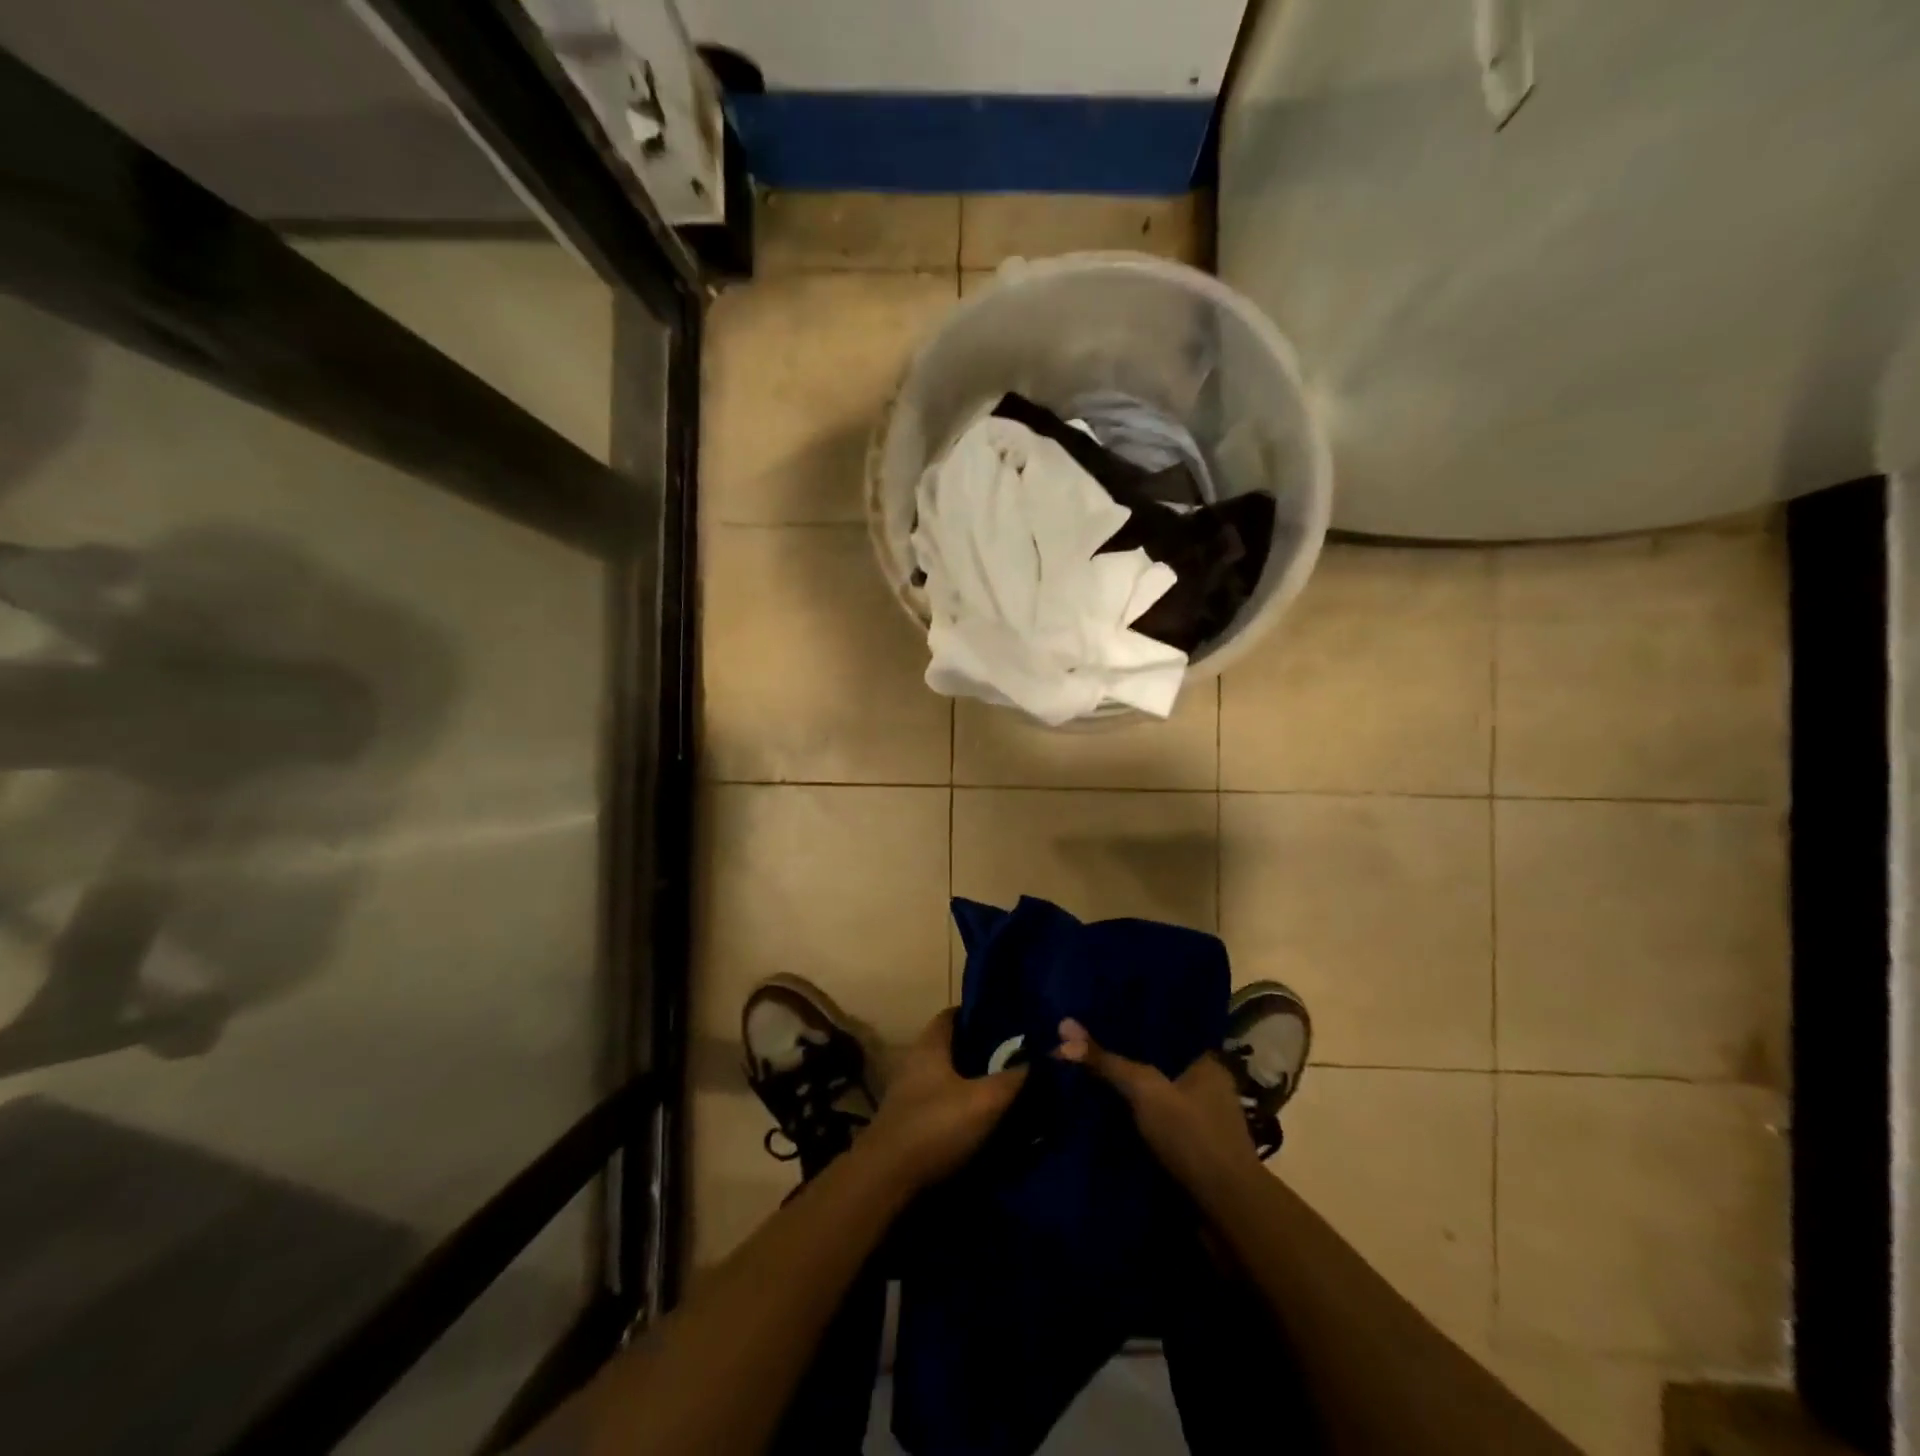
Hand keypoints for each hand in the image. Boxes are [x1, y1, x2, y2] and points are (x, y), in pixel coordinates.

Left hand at [860, 1009, 1026, 1192]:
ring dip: (972, 1080)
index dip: (981, 1015)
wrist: (886, 1179)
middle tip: (1017, 1057)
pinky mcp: (909, 1121)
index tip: (1010, 1023)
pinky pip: (942, 1101)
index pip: (955, 1014)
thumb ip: (1015, 1078)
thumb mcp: (985, 1101)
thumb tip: (1047, 1056)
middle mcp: (916, 1061)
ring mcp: (909, 1092)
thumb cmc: (935, 1126)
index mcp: (930, 1044)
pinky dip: (961, 1104)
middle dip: (983, 1050)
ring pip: (948, 1075)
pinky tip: (983, 1118)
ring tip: (1006, 1088)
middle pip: (953, 1046)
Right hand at [1055, 1017, 1263, 1207]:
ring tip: (1084, 1079)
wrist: (1227, 1214)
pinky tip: (1102, 1118)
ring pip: (1155, 1099)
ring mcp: (1202, 1124)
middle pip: (1157, 1066)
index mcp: (1208, 1063)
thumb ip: (1107, 1061)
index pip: (1166, 1032)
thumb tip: (1064, 1027)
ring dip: (1127, 1097)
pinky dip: (1133, 1125)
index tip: (1098, 1017)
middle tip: (1083, 1048)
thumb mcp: (1144, 1090)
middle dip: (1124, 1062)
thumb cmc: (1192, 1137)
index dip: (1133, 1024)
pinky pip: (1155, 1127)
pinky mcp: (1192, 1155)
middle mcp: (1209, 1088)